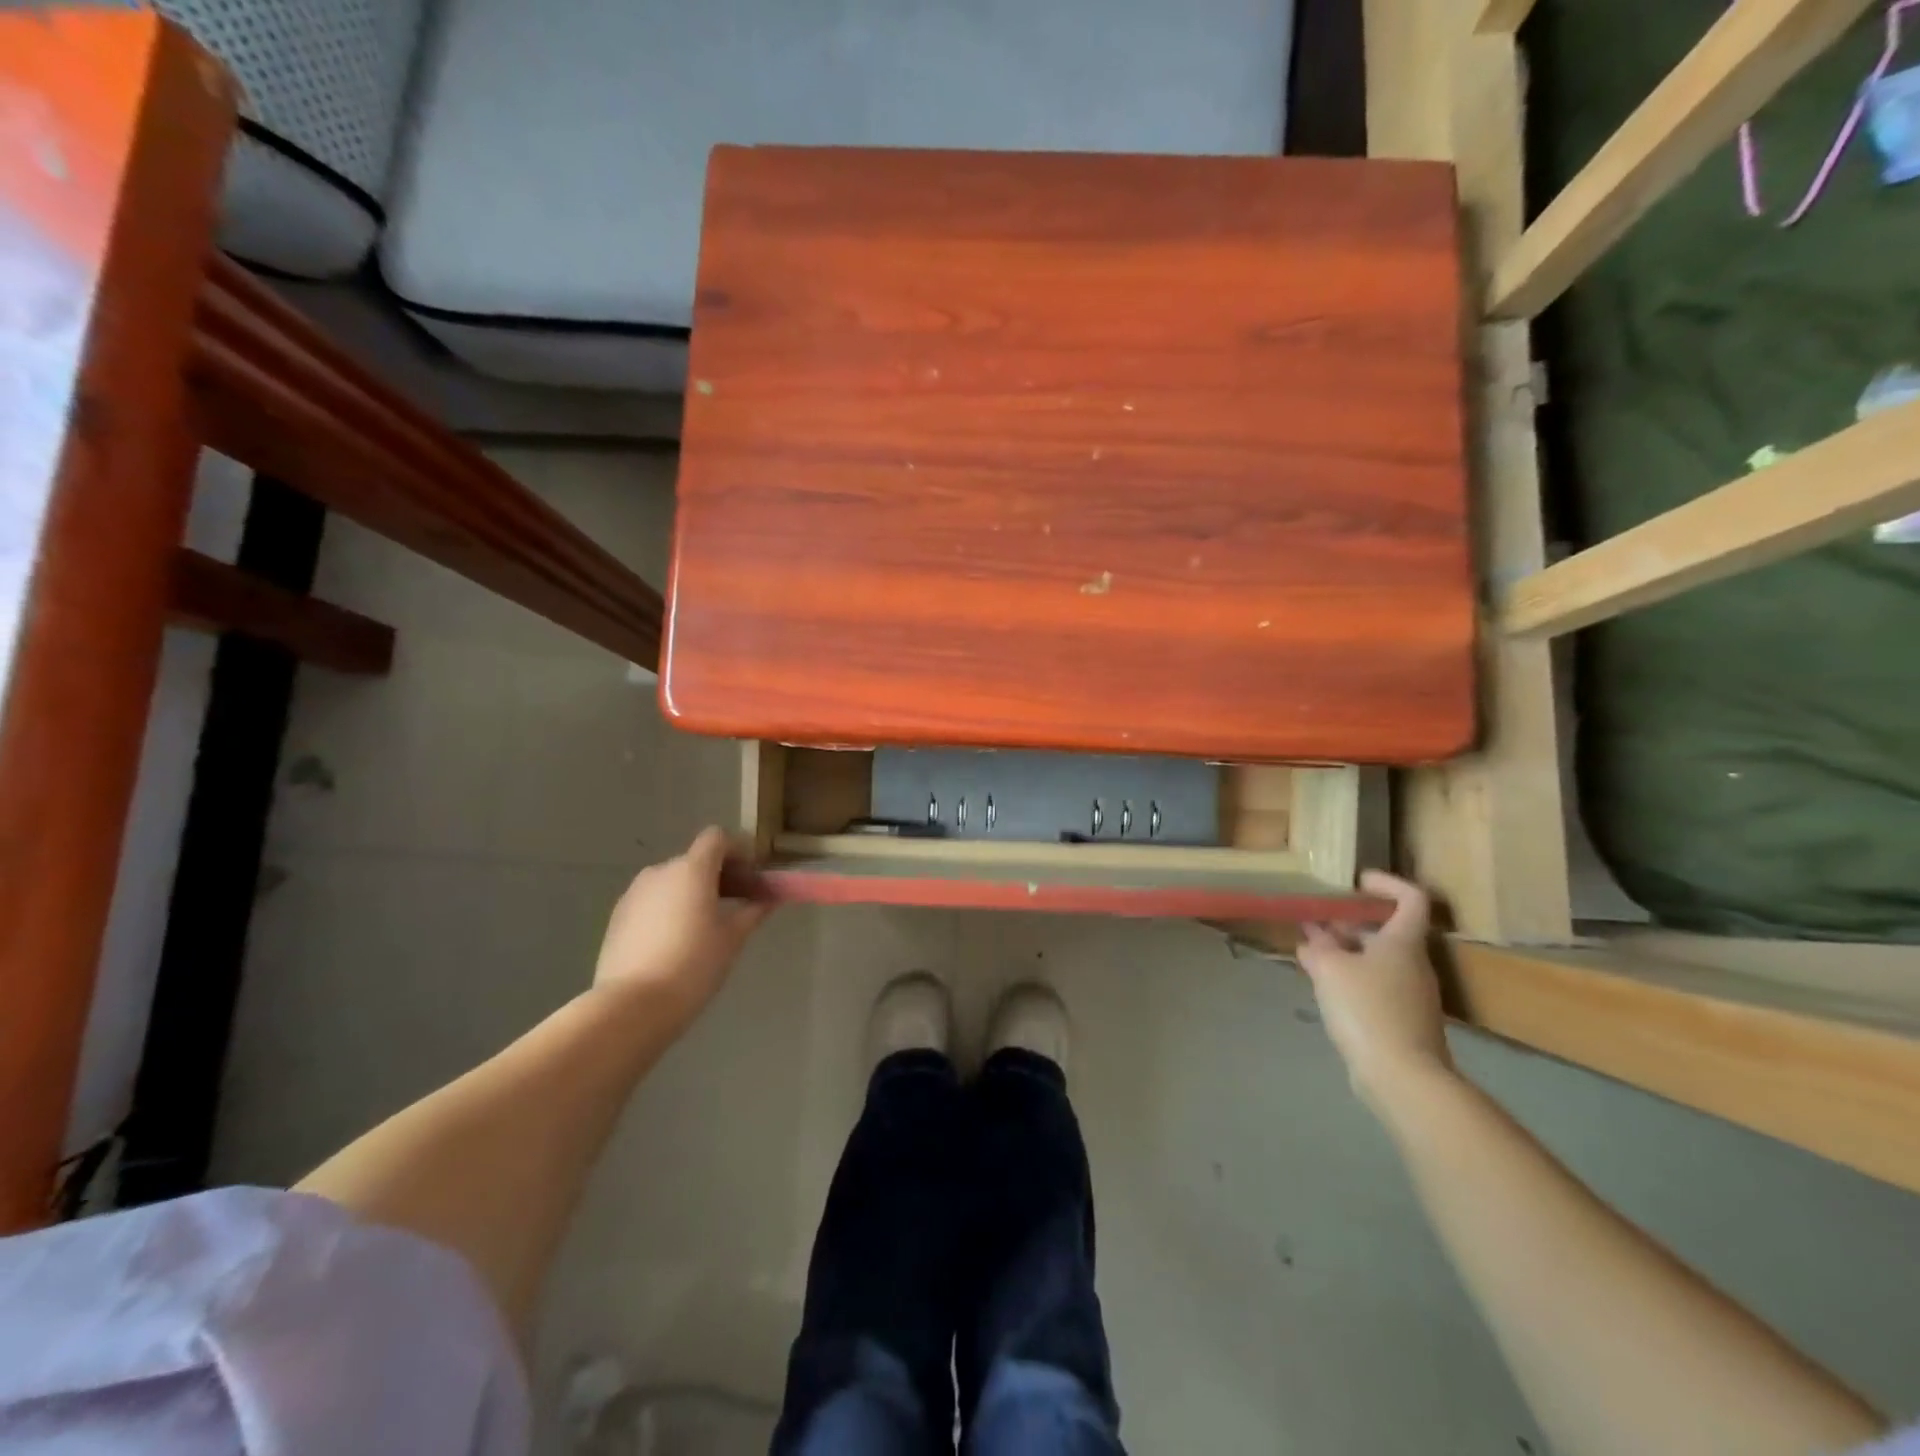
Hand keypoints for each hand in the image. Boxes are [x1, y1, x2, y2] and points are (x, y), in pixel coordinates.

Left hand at [592, 827, 769, 1031]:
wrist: (632, 1007)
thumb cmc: (693, 965)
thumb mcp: (733, 938)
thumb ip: (753, 911)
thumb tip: (769, 898)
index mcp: (692, 869)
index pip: (716, 838)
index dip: (737, 851)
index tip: (752, 877)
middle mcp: (660, 872)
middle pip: (695, 859)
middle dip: (718, 875)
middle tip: (737, 904)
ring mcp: (634, 894)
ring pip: (672, 881)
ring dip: (692, 892)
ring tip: (705, 927)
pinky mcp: (617, 917)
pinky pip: (652, 901)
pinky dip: (669, 908)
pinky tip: (676, 942)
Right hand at [1298, 871, 1454, 1114]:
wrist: (1403, 1077)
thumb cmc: (1367, 1009)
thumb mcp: (1329, 969)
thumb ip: (1318, 948)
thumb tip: (1312, 939)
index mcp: (1403, 943)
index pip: (1411, 899)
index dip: (1387, 884)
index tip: (1357, 882)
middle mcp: (1414, 964)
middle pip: (1387, 932)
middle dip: (1350, 924)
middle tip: (1316, 921)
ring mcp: (1412, 995)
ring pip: (1378, 960)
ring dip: (1347, 952)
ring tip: (1312, 953)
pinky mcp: (1404, 1022)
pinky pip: (1377, 987)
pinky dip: (1352, 978)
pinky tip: (1326, 987)